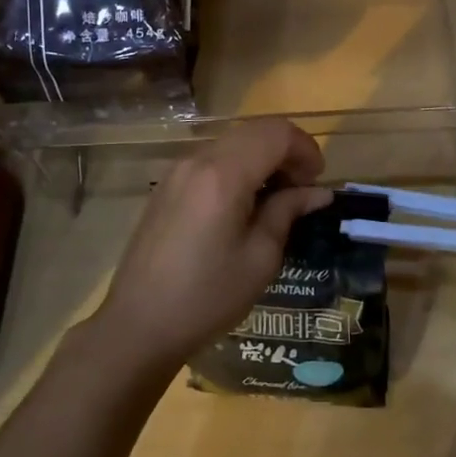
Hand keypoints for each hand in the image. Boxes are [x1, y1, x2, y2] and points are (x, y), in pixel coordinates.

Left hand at [95, 119, 331, 374]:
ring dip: (262, 158)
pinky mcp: (167, 185)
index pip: (276, 133)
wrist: (138, 325)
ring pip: (233, 142)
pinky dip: (238, 167)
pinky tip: (244, 204)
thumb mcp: (259, 259)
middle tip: (302, 190)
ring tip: (277, 199)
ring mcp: (178, 170)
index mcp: (224, 174)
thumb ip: (287, 212)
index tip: (318, 182)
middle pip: (255, 131)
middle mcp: (199, 160)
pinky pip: (212, 159)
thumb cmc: (206, 297)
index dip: (306, 149)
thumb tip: (317, 192)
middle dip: (286, 151)